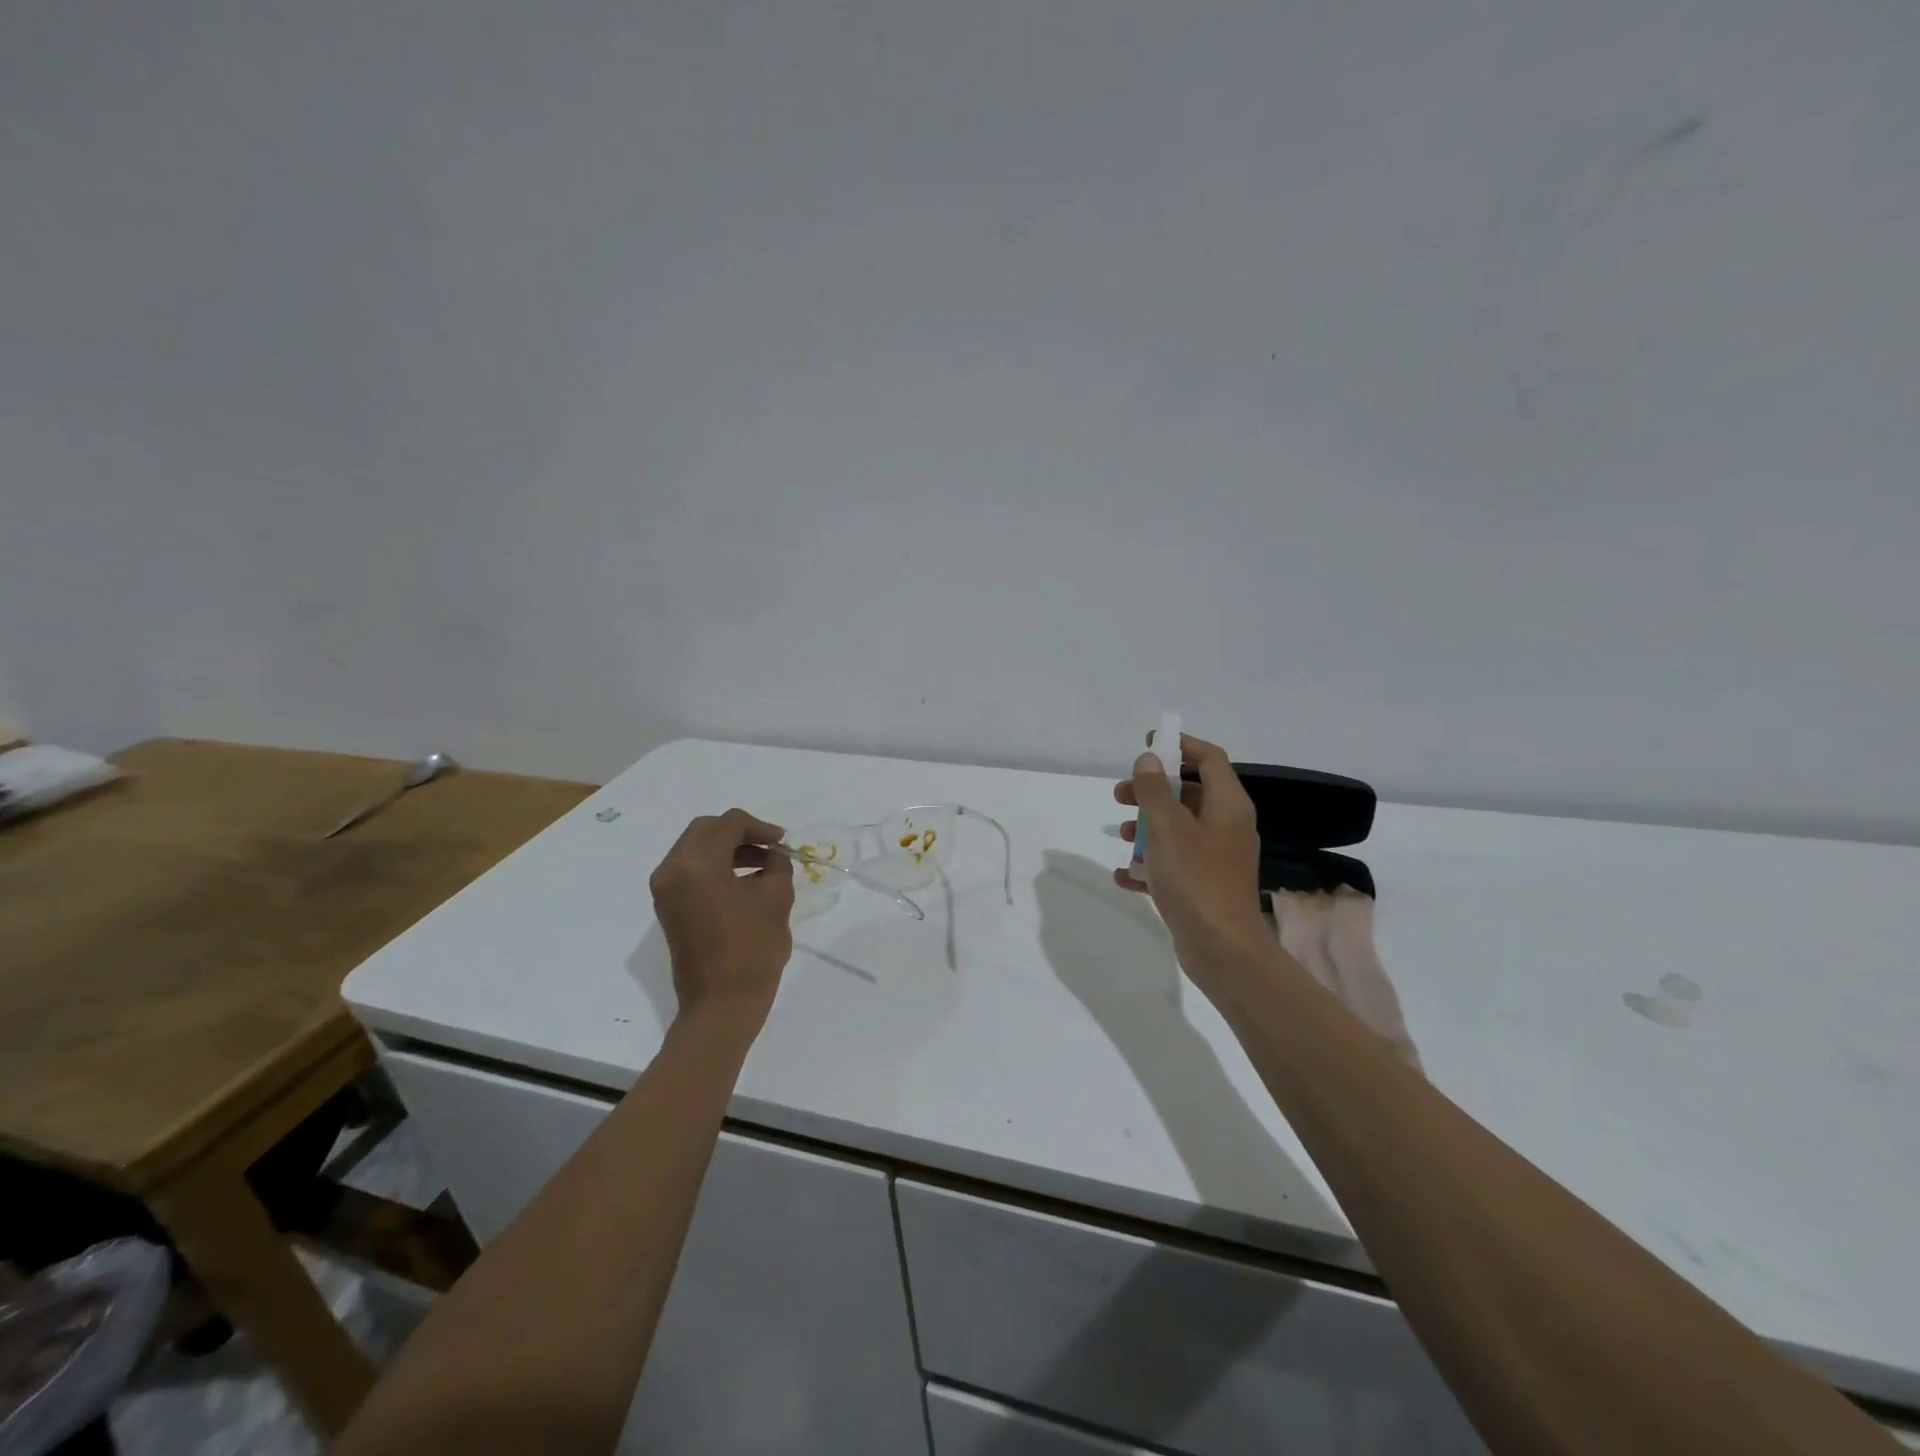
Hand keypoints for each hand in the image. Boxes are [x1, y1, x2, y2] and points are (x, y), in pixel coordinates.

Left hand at [649, 808, 795, 1032]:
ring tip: (763, 864)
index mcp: (697, 864)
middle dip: (740, 833)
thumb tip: (772, 856)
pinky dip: (716, 866)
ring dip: (728, 849)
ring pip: (696, 849)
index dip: (760, 827)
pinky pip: (690, 870)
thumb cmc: (753, 948)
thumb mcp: (776, 896)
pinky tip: (744, 881)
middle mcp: (672, 870)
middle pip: (706, 830)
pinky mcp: (668, 908)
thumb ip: (776, 864)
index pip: (729, 824)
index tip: (783, 842)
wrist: (722, 1004)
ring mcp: (665, 890)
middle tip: (770, 846)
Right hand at [1114, 732, 1268, 997]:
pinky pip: (1174, 863)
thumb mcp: (1168, 829)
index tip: (1148, 743)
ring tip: (1120, 836)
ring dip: (1147, 827)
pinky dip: (1150, 863)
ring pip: (1179, 829)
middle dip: (1152, 791)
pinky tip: (1124, 875)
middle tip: (1120, 795)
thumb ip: (1154, 791)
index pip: (1209, 759)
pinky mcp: (1205, 885)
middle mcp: (1227, 826)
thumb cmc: (1196, 880)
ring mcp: (1217, 858)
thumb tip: (1148, 759)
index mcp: (1228, 806)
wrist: (1222, 950)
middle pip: (1188, 793)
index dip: (1180, 746)